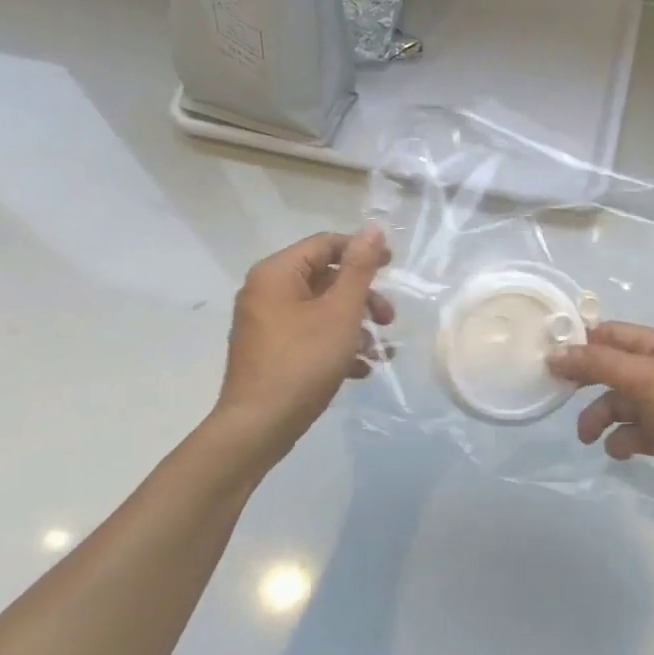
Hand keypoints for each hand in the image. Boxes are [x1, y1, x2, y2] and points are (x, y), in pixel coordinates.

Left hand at [216, 227, 392, 457]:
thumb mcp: (340, 312)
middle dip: (363, 298)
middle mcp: (266, 292)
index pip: (325, 244)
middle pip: (325, 279)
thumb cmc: (303, 361)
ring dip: (355, 327)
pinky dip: (337, 346)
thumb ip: (359, 269)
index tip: (393, 268)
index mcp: (276, 274)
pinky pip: (310, 336)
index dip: (362, 252)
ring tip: (380, 353)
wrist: (259, 425)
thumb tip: (372, 229)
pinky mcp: (271, 353)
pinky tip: (360, 370)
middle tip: (390, 320)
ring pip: (321, 311)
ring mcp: (266, 325)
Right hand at [549, 322, 653, 526]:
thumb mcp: (647, 381)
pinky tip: (622, 452)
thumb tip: (555, 354)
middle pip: (610, 369)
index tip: (546, 360)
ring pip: (617, 405)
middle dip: (585, 383)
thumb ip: (599, 365)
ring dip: (599, 417)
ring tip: (589, 437)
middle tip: (557, 396)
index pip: (610, 334)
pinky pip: (631, 433)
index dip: (580, 343)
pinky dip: (621, 441)